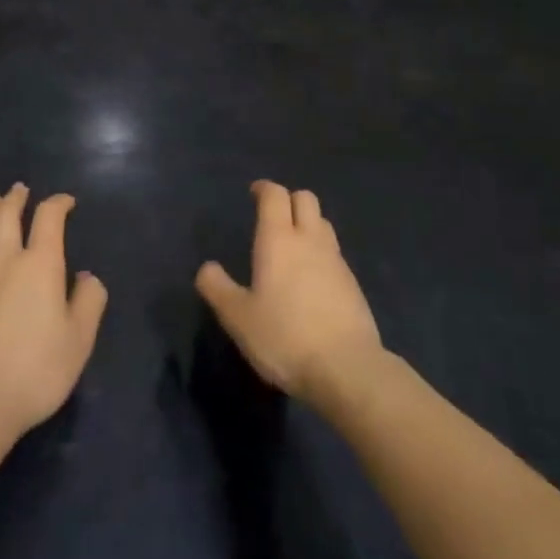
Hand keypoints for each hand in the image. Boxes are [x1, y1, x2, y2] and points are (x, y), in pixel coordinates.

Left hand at [0, 184, 107, 442]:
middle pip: (6, 212)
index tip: (66, 202)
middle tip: (22, 190)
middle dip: (17, 197)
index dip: (58, 203)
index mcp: (40, 264)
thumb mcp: (79, 341)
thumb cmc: (35, 370)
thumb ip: (89, 302)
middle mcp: (4, 259)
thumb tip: (87, 277)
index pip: (48, 217)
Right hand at [196, 180, 382, 404]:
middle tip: (272, 216)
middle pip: (306, 199)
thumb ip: (218, 288)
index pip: (275, 195)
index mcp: (279, 239)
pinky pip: (334, 253)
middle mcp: (310, 240)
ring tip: (292, 246)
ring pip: (323, 224)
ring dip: (308, 224)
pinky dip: (321, 253)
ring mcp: (336, 261)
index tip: (253, 193)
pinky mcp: (353, 284)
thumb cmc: (285, 337)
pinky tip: (311, 279)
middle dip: (289, 200)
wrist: (347, 369)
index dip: (264, 189)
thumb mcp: (238, 318)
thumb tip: (206, 268)